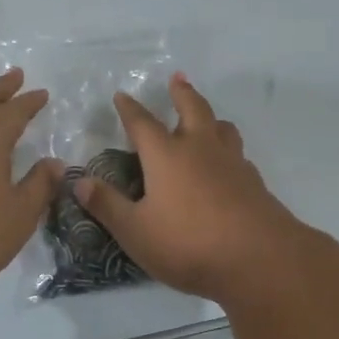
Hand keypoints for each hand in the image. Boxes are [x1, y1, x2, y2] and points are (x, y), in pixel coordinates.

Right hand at [76, 73, 307, 302]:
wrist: (258, 260)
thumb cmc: (188, 243)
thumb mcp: (135, 231)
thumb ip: (107, 205)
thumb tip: (79, 182)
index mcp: (166, 156)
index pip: (142, 123)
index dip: (129, 109)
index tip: (122, 95)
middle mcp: (200, 149)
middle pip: (192, 108)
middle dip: (181, 93)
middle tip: (177, 78)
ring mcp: (232, 164)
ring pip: (222, 128)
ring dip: (211, 117)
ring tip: (206, 118)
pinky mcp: (254, 183)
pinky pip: (238, 155)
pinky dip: (228, 150)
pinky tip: (226, 165)